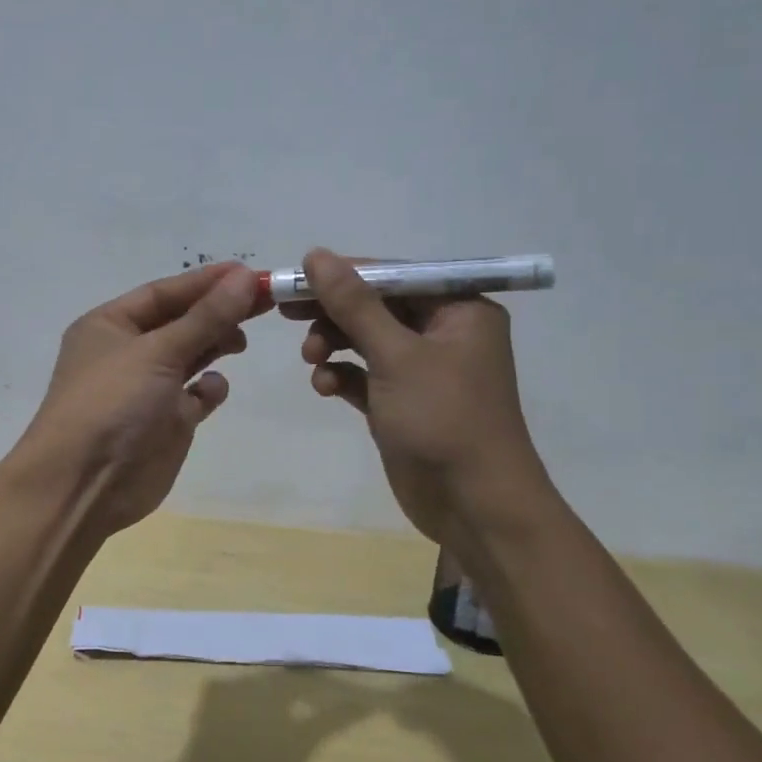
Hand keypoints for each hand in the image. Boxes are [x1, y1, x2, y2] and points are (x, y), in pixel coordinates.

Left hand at [13, 262, 265, 534]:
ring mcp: (147, 388)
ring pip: (190, 355)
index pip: (164, 292)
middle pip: (181, 321)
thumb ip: (205, 317)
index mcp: (110, 325)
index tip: (250, 274)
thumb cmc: (113, 404)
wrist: (85, 485)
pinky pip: (195, 395)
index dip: (207, 282)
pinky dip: (208, 389)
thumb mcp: (158, 352)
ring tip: (241, 341)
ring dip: (215, 344)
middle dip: (218, 311)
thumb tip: (245, 278)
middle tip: (265, 302)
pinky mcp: (166, 421)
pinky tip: (212, 390)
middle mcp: (128, 352)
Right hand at [283, 249, 556, 546]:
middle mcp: (443, 333)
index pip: (394, 275)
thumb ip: (354, 304)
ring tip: (312, 359)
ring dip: (334, 344)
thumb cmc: (444, 419)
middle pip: (376, 306)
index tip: (297, 279)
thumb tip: (317, 255)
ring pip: (366, 341)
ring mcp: (422, 371)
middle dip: (334, 312)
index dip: (344, 274)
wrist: (474, 506)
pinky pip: (364, 375)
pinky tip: (325, 387)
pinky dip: (342, 376)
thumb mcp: (396, 355)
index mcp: (459, 310)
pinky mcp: (402, 403)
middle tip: (287, 313)